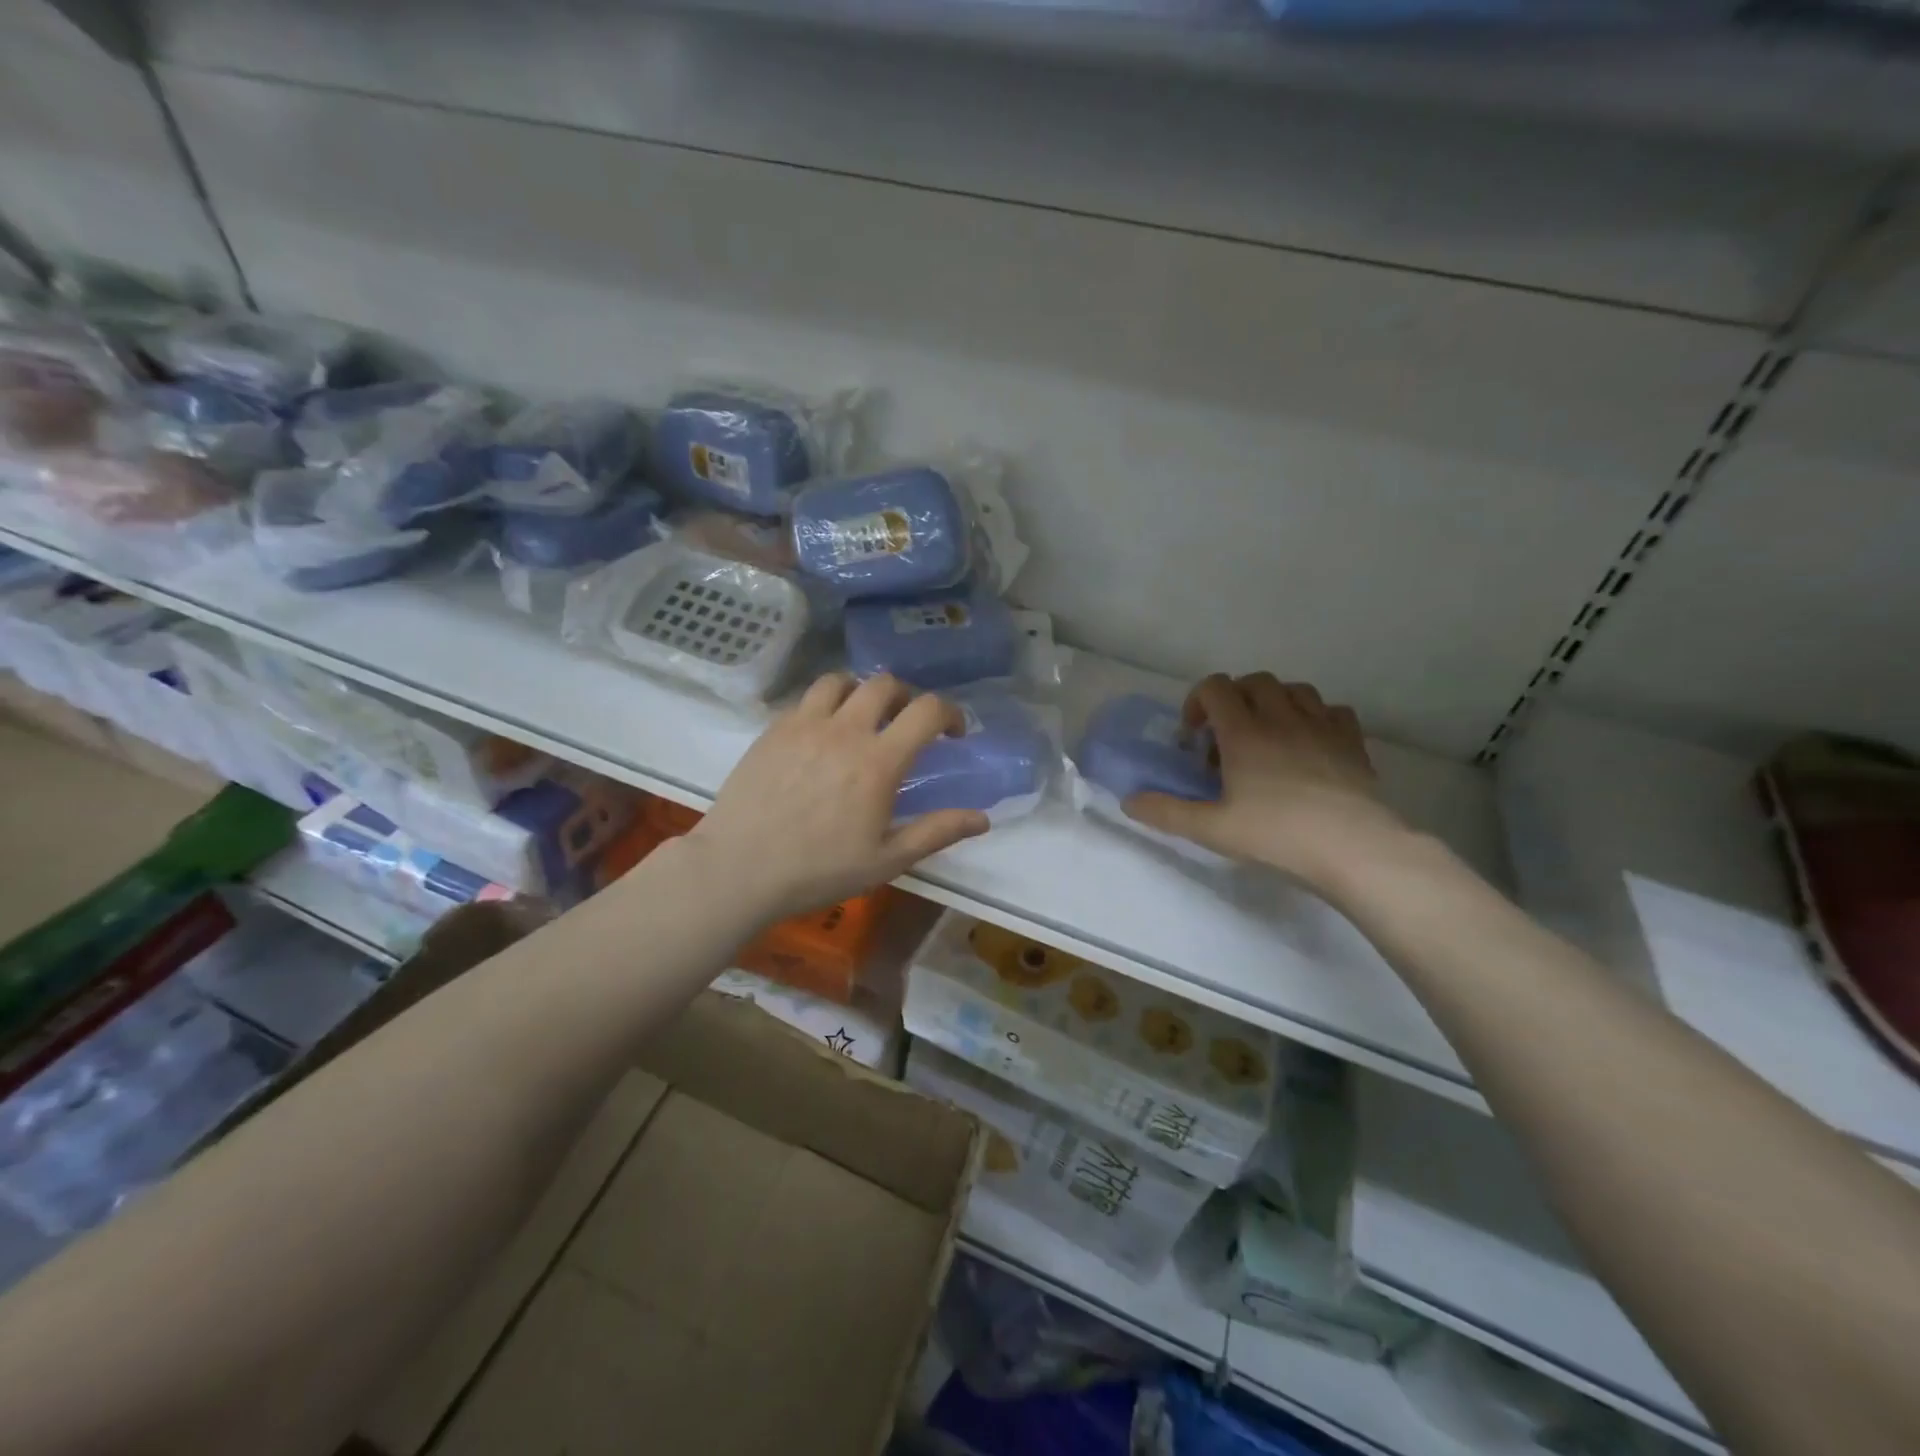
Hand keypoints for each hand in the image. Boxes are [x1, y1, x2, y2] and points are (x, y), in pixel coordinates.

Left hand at [688, 673, 989, 922]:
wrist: (738, 870)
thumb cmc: (819, 870)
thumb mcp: (886, 860)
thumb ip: (936, 832)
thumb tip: (982, 819)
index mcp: (878, 761)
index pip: (926, 710)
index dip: (949, 713)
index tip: (952, 732)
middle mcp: (844, 730)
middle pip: (885, 684)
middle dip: (906, 696)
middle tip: (907, 722)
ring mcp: (804, 724)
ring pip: (841, 680)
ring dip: (861, 691)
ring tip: (862, 717)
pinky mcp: (774, 729)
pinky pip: (806, 698)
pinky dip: (825, 704)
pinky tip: (822, 733)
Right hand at [1124, 673, 1406, 888]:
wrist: (1354, 848)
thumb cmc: (1277, 834)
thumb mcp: (1211, 829)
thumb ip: (1166, 812)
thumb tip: (1128, 801)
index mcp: (1244, 732)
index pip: (1215, 687)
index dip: (1197, 702)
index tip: (1194, 736)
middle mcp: (1282, 717)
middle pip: (1254, 681)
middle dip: (1234, 699)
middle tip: (1227, 735)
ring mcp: (1322, 726)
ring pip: (1295, 689)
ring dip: (1274, 702)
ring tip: (1267, 734)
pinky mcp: (1352, 742)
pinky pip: (1332, 710)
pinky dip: (1315, 717)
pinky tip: (1309, 742)